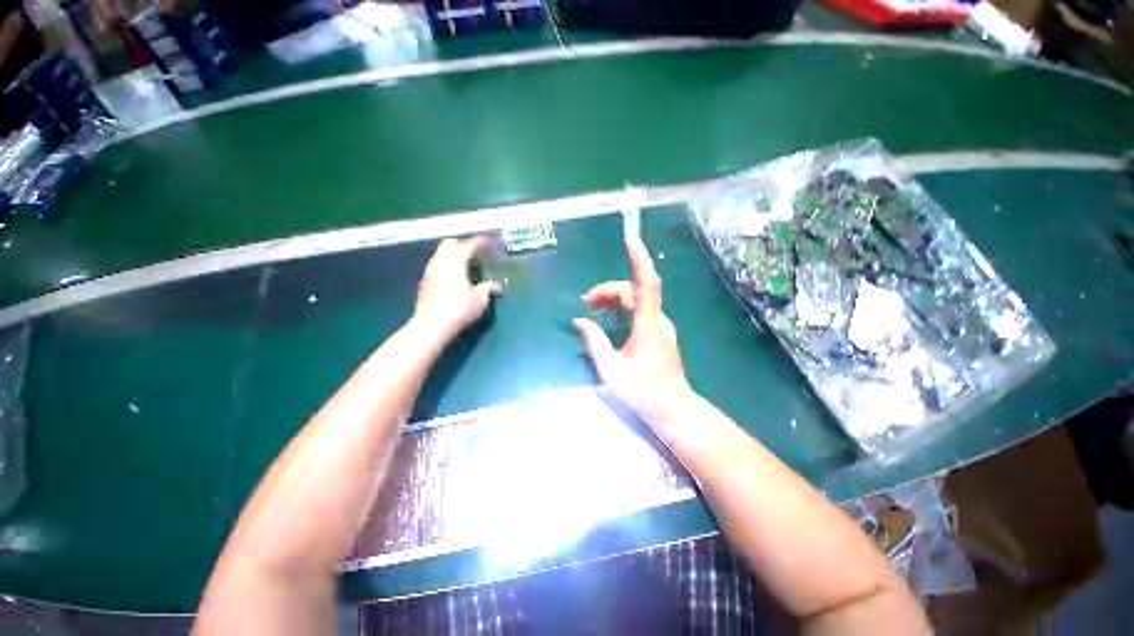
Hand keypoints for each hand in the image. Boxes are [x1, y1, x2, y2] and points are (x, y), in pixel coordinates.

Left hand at [413, 236, 501, 343]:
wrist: (431, 325)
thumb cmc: (459, 308)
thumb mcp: (480, 299)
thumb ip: (488, 288)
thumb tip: (497, 285)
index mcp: (456, 260)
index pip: (470, 245)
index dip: (481, 242)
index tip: (491, 242)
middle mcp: (440, 261)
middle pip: (450, 244)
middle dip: (463, 244)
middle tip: (476, 252)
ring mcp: (430, 271)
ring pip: (441, 254)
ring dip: (453, 255)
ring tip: (466, 265)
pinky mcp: (424, 282)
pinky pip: (437, 266)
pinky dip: (446, 266)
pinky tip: (454, 278)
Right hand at [575, 238, 693, 425]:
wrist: (672, 408)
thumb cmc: (641, 390)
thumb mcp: (610, 367)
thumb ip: (594, 340)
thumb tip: (580, 321)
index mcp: (648, 324)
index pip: (646, 283)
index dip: (639, 259)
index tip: (630, 240)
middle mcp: (657, 319)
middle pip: (633, 291)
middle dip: (608, 290)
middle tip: (585, 302)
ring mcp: (661, 326)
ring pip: (637, 301)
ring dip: (614, 300)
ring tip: (593, 309)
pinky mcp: (659, 333)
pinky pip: (640, 311)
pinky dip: (623, 309)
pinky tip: (609, 319)